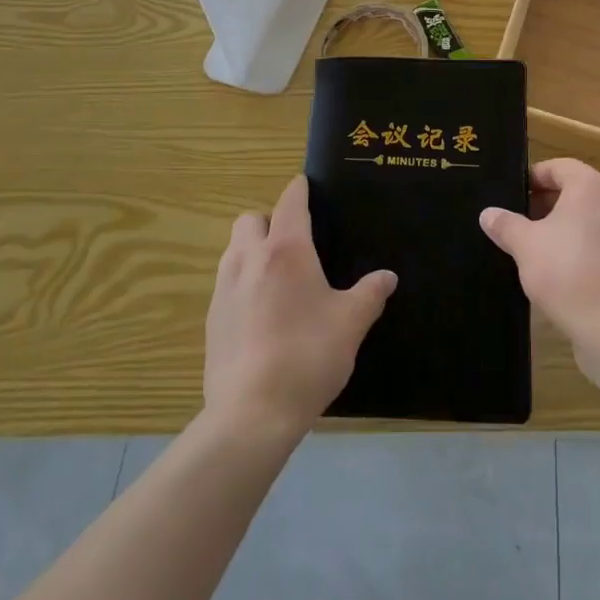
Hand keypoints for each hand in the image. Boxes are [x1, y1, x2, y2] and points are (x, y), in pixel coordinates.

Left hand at [205, 175, 396, 441]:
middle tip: (293, 242)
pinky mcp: (211, 318)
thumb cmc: (308, 356)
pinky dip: (242, 282)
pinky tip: (260, 311)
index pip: (290, 202)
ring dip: (251, 249)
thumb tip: (388, 277)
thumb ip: (370, 294)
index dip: (299, 190)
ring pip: (233, 249)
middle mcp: (250, 259)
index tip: (306, 186)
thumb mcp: (351, 324)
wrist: (251, 413)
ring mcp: (225, 288)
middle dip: (269, 220)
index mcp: (286, 250)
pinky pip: (226, 282)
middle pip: (250, 220)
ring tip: (276, 274)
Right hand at [479, 158, 599, 348]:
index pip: (559, 167)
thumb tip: (488, 213)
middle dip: (546, 203)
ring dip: (564, 227)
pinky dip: (582, 248)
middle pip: (576, 191)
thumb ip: (505, 224)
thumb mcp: (525, 245)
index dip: (533, 178)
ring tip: (537, 247)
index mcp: (590, 186)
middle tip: (519, 221)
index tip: (513, 195)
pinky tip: (562, 271)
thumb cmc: (566, 270)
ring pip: (589, 218)